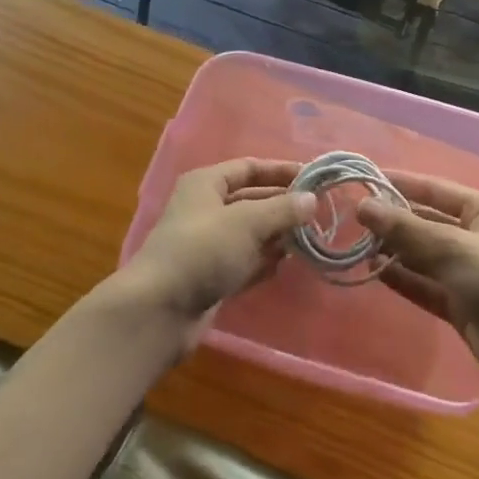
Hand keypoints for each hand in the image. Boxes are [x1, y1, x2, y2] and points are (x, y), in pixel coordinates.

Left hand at [113, 159, 314, 338]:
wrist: (160, 310)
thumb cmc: (203, 250)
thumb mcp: (247, 222)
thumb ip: (282, 210)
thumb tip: (312, 200)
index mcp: (206, 184)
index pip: (249, 168)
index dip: (280, 171)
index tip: (313, 178)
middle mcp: (205, 209)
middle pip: (251, 200)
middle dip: (282, 205)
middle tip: (318, 212)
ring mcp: (207, 245)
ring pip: (250, 233)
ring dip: (276, 235)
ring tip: (309, 238)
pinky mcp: (210, 276)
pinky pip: (244, 261)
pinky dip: (264, 261)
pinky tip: (286, 264)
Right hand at [355, 172, 478, 400]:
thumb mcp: (452, 247)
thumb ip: (406, 229)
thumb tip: (363, 207)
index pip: (434, 189)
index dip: (400, 184)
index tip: (363, 180)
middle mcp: (476, 236)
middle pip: (427, 222)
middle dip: (393, 220)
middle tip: (352, 217)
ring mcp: (469, 273)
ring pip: (424, 255)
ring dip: (395, 250)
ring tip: (356, 244)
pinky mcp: (462, 305)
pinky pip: (426, 285)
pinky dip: (403, 278)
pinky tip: (375, 271)